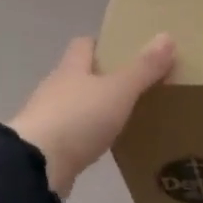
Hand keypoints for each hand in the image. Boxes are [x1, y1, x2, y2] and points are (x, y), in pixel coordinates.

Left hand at [10, 35, 175, 198]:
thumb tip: (166, 35)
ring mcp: (47, 119)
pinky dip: (85, 136)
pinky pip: (70, 135)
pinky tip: (102, 144)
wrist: (36, 167)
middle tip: (133, 85)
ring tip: (122, 116)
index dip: (101, 45)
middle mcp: (55, 89)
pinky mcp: (46, 148)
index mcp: (71, 69)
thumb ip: (144, 67)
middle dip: (102, 78)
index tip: (124, 51)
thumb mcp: (119, 91)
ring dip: (92, 109)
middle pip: (78, 75)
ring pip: (74, 106)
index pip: (83, 45)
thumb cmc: (78, 119)